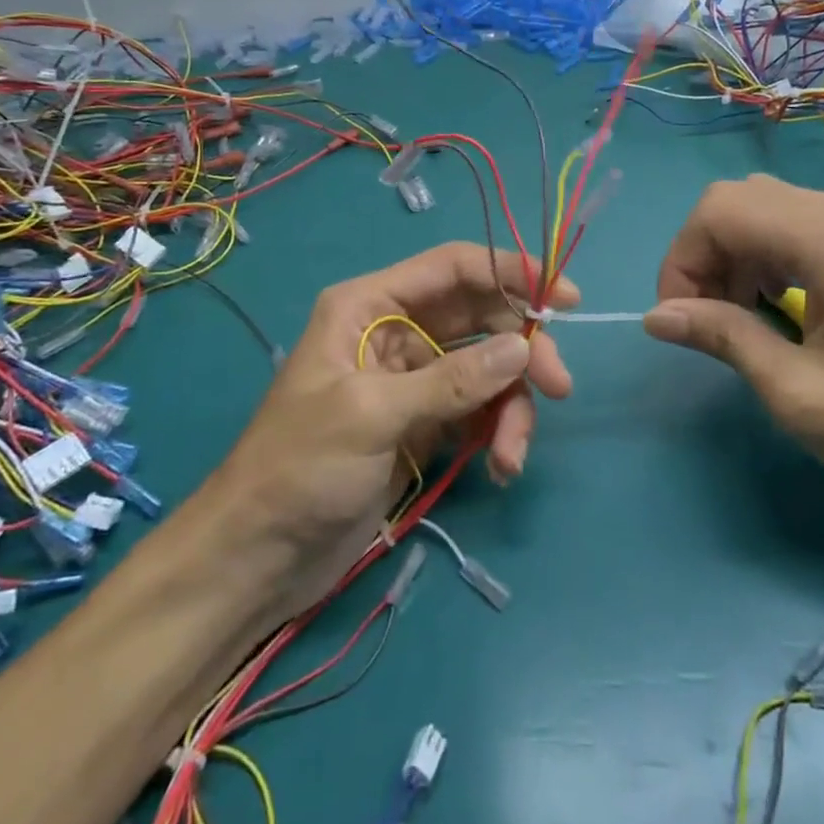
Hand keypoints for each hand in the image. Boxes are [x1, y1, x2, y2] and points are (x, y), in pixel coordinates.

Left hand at [204, 242, 576, 616]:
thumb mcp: (372, 414)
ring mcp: (414, 379)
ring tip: (512, 455)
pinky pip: (479, 410)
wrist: (259, 556)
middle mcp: (397, 331)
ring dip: (511, 406)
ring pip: (487, 368)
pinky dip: (497, 432)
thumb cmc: (299, 467)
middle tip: (558, 385)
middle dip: (521, 348)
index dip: (510, 271)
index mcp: (371, 305)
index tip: (563, 297)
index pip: (453, 267)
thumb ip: (451, 380)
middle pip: (480, 316)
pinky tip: (499, 466)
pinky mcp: (425, 422)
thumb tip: (522, 347)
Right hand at [643, 175, 823, 507]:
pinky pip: (798, 221)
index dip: (682, 259)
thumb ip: (723, 339)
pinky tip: (776, 302)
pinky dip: (766, 252)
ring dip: (733, 252)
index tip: (680, 318)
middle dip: (703, 254)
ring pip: (765, 206)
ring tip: (737, 314)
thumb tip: (657, 317)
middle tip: (706, 317)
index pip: (720, 210)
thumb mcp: (798, 393)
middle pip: (739, 198)